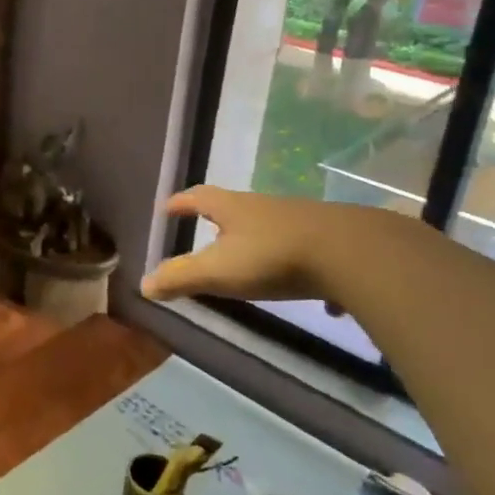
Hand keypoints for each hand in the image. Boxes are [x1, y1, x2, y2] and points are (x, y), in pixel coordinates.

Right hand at [141, 186, 349, 305]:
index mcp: (233, 209)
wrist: (351, 252)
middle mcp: (264, 207)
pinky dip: (301, 268)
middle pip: (235, 208)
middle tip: (206, 233)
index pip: (198, 197)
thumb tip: (144, 284)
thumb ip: (181, 277)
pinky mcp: (329, 239)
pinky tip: (314, 296)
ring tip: (252, 264)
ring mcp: (299, 220)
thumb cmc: (273, 257)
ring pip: (270, 227)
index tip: (167, 208)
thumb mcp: (219, 270)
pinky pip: (307, 251)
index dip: (180, 203)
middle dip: (218, 220)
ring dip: (256, 242)